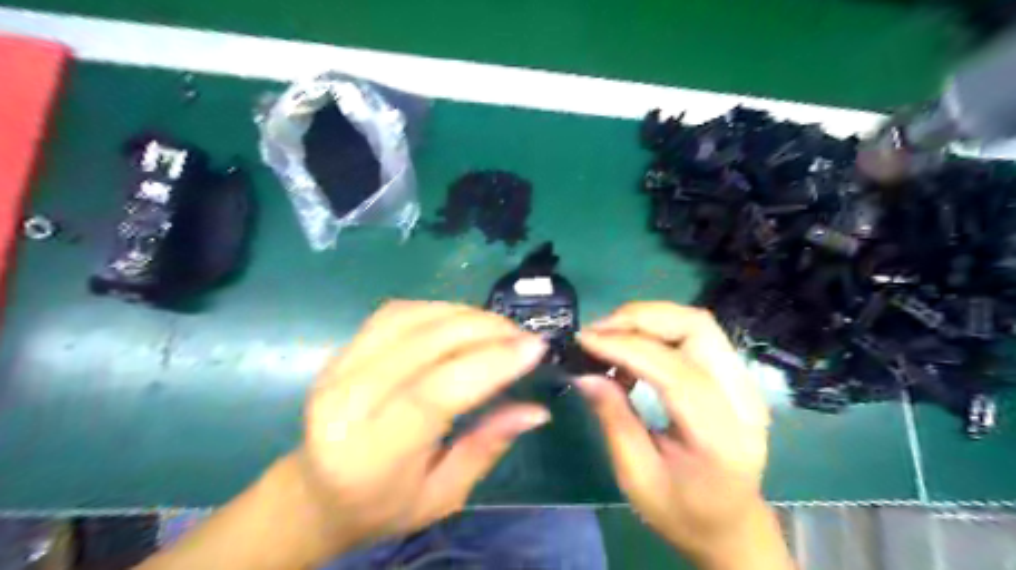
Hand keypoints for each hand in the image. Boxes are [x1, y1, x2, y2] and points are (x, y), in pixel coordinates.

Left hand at [293, 300, 546, 553]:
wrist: (317, 492)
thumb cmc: (383, 505)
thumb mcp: (443, 495)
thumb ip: (486, 447)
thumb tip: (536, 410)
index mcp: (370, 454)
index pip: (433, 393)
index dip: (488, 364)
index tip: (534, 348)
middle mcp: (345, 401)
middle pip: (423, 344)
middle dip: (485, 331)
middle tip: (524, 337)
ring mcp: (337, 367)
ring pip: (411, 318)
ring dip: (464, 314)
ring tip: (500, 328)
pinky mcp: (341, 350)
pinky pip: (396, 313)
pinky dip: (438, 309)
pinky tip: (463, 321)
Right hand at [580, 300, 783, 566]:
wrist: (731, 524)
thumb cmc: (682, 511)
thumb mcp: (636, 477)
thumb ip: (613, 419)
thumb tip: (583, 373)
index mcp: (721, 437)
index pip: (675, 371)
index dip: (626, 347)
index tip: (585, 341)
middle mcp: (744, 399)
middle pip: (696, 327)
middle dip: (640, 318)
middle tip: (597, 331)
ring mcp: (745, 382)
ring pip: (697, 322)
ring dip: (648, 318)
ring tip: (610, 335)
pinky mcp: (735, 375)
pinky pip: (695, 333)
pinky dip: (658, 330)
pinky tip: (632, 350)